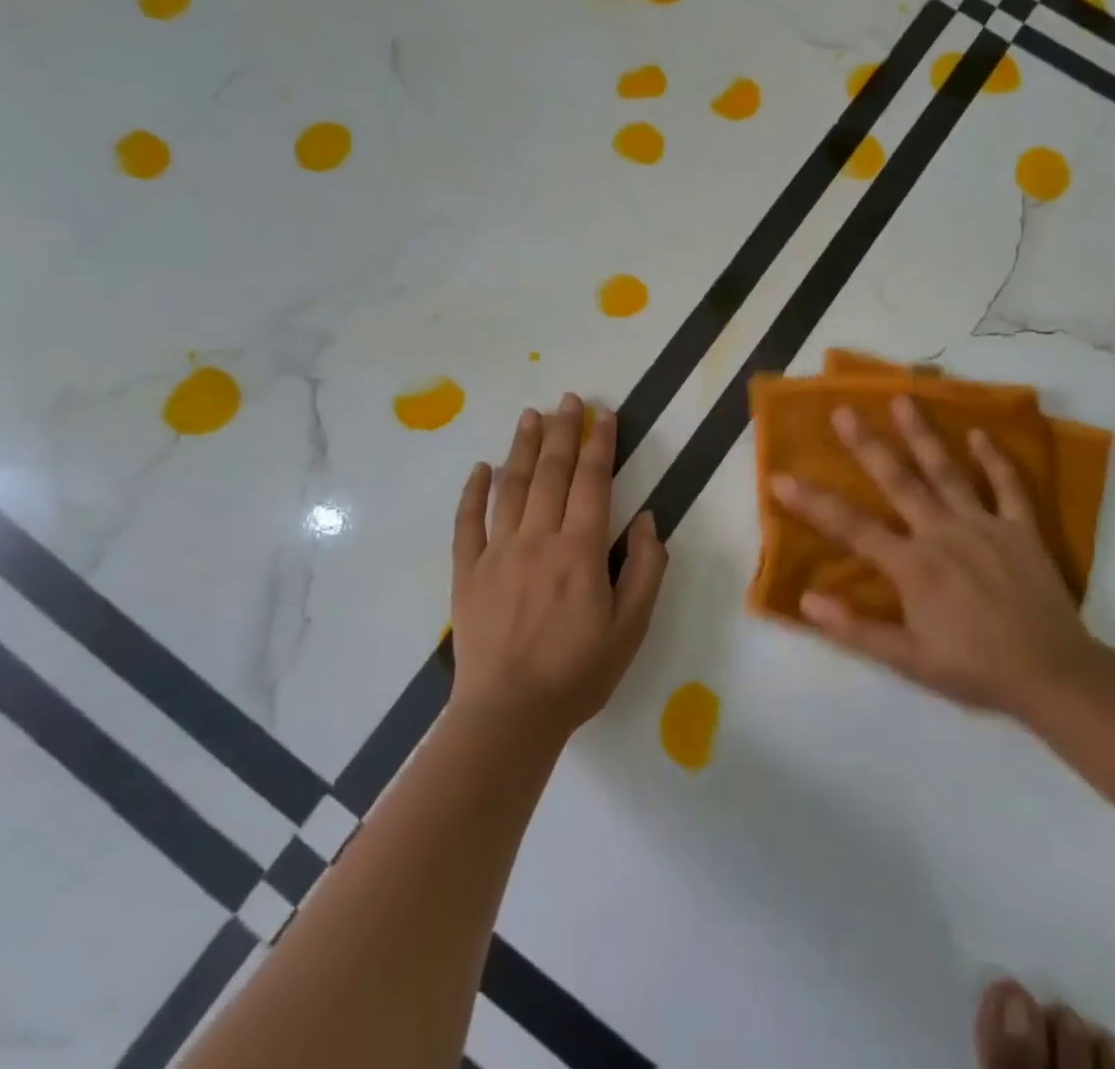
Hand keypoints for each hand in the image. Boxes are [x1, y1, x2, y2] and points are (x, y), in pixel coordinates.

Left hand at [450, 394, 667, 742]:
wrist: (508, 715)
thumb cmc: (578, 673)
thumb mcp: (631, 629)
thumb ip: (645, 570)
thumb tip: (646, 520)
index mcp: (580, 551)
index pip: (592, 482)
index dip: (599, 443)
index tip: (603, 414)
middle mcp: (538, 538)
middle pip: (551, 472)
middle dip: (563, 431)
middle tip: (569, 400)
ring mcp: (497, 552)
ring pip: (511, 486)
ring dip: (522, 447)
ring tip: (531, 415)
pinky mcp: (468, 571)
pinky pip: (468, 522)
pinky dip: (473, 491)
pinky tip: (480, 467)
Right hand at [770, 396, 1097, 719]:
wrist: (1054, 676)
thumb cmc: (975, 669)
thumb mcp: (908, 661)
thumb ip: (855, 629)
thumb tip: (806, 600)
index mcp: (913, 565)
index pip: (852, 527)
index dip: (813, 503)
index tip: (781, 478)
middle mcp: (943, 533)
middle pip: (898, 482)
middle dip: (867, 445)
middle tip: (844, 411)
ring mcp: (985, 526)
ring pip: (947, 472)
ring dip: (923, 435)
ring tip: (903, 399)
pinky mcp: (1021, 529)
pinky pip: (1008, 487)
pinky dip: (995, 459)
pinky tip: (979, 433)